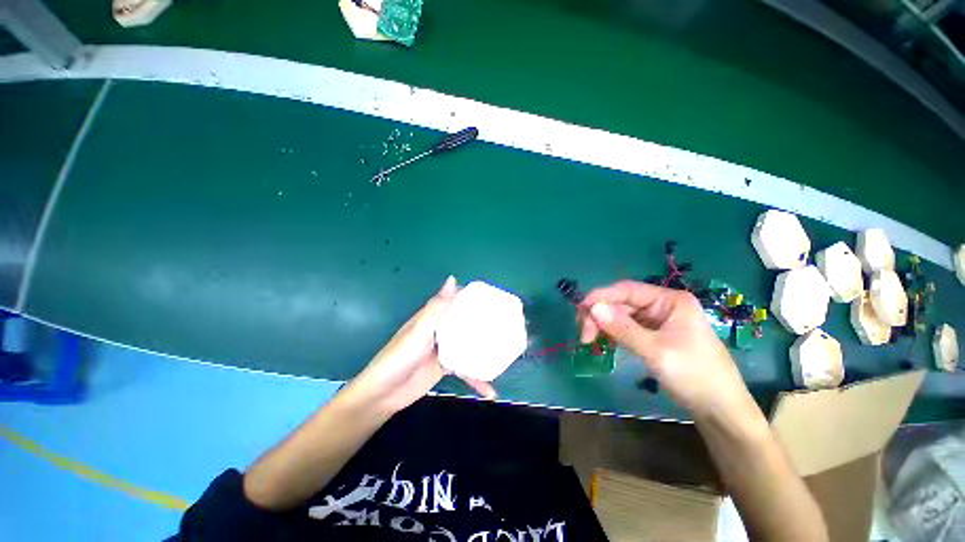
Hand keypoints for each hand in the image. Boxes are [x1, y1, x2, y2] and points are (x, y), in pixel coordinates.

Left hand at [343, 276, 496, 414]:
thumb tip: (453, 278)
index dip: (473, 297)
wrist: (384, 395)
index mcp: (433, 317)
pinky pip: (466, 369)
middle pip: (466, 322)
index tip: (494, 298)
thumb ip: (437, 307)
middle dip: (485, 323)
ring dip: (485, 351)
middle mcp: (441, 330)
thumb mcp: (420, 330)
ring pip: (469, 345)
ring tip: (506, 355)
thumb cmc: (400, 357)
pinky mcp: (446, 367)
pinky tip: (491, 391)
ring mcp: (445, 349)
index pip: (456, 300)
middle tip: (507, 324)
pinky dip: (477, 379)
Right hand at [578, 280, 751, 418]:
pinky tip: (603, 342)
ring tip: (589, 341)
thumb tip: (593, 308)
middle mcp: (663, 306)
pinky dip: (612, 334)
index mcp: (670, 300)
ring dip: (603, 325)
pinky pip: (627, 328)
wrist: (720, 410)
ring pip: (621, 316)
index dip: (601, 296)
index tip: (580, 309)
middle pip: (622, 303)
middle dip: (600, 316)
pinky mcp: (654, 336)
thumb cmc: (695, 376)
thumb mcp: (656, 351)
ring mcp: (658, 321)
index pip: (627, 290)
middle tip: (585, 335)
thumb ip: (622, 328)